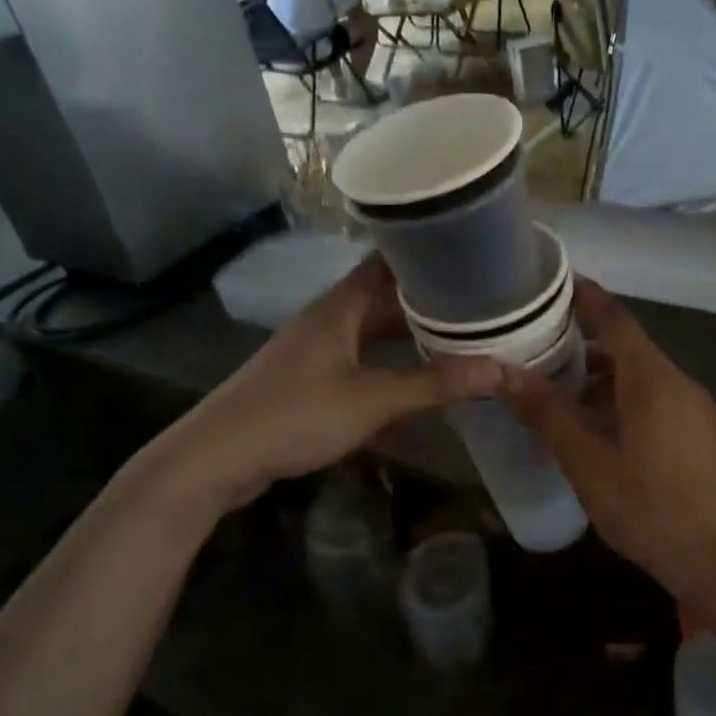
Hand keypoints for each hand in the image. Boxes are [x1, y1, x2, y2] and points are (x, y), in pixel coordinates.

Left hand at [117, 256, 500, 527]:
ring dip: (408, 342)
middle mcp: (328, 322)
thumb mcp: (371, 401)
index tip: (466, 255)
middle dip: (427, 305)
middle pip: (384, 302)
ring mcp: (315, 353)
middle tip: (476, 306)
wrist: (216, 459)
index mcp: (339, 309)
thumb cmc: (294, 415)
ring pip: (372, 337)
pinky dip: (388, 375)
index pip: (386, 263)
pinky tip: (416, 394)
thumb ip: (433, 385)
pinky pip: (359, 368)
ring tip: (456, 345)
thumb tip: (499, 369)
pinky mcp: (308, 383)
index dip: (424, 255)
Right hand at [500, 279, 715, 608]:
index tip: (557, 282)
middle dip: (586, 344)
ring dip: (603, 378)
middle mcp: (679, 383)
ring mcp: (696, 410)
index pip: (616, 319)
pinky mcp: (701, 436)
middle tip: (540, 347)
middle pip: (628, 348)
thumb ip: (548, 414)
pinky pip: (657, 401)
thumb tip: (504, 372)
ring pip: (642, 378)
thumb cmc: (650, 507)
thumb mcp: (588, 462)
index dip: (587, 297)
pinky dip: (623, 400)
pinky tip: (599, 431)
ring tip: (561, 393)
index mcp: (653, 379)